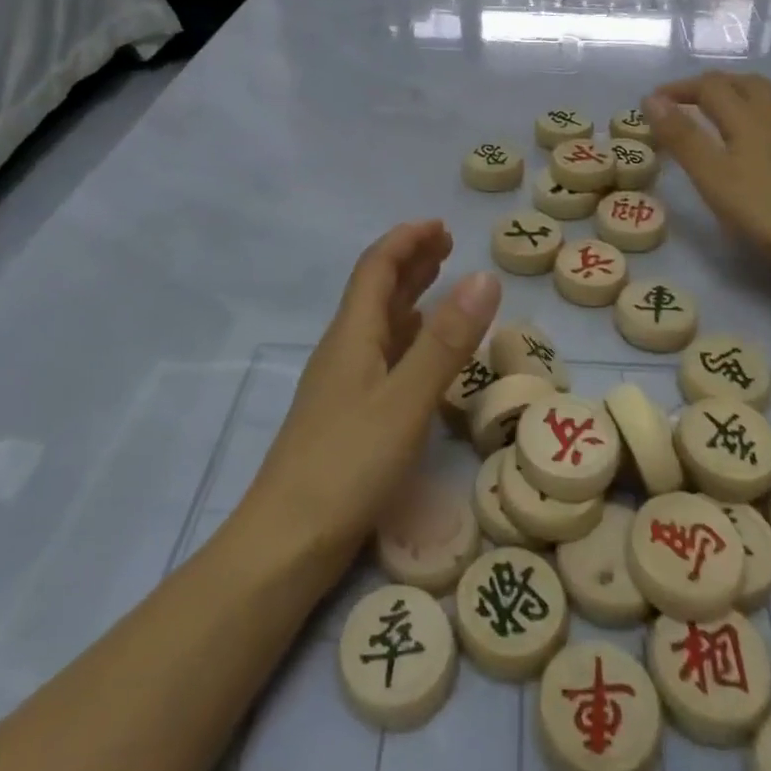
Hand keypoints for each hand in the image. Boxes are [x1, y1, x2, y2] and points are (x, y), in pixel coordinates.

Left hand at [242, 221, 500, 584]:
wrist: (286, 544)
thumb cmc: (346, 465)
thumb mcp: (406, 400)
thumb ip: (447, 341)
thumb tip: (484, 276)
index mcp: (352, 336)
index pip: (376, 268)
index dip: (406, 241)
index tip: (440, 225)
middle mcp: (343, 351)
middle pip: (375, 291)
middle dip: (409, 262)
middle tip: (446, 246)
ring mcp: (342, 385)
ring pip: (378, 323)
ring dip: (408, 296)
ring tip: (439, 283)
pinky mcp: (347, 416)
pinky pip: (381, 356)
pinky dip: (406, 338)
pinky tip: (419, 351)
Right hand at [645, 74, 770, 275]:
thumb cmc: (764, 208)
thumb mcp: (711, 174)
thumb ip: (682, 136)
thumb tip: (651, 99)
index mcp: (747, 115)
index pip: (709, 86)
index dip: (679, 89)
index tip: (653, 102)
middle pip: (742, 82)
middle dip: (709, 86)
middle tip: (683, 103)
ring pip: (764, 98)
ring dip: (734, 96)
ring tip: (714, 116)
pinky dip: (753, 116)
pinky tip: (750, 143)